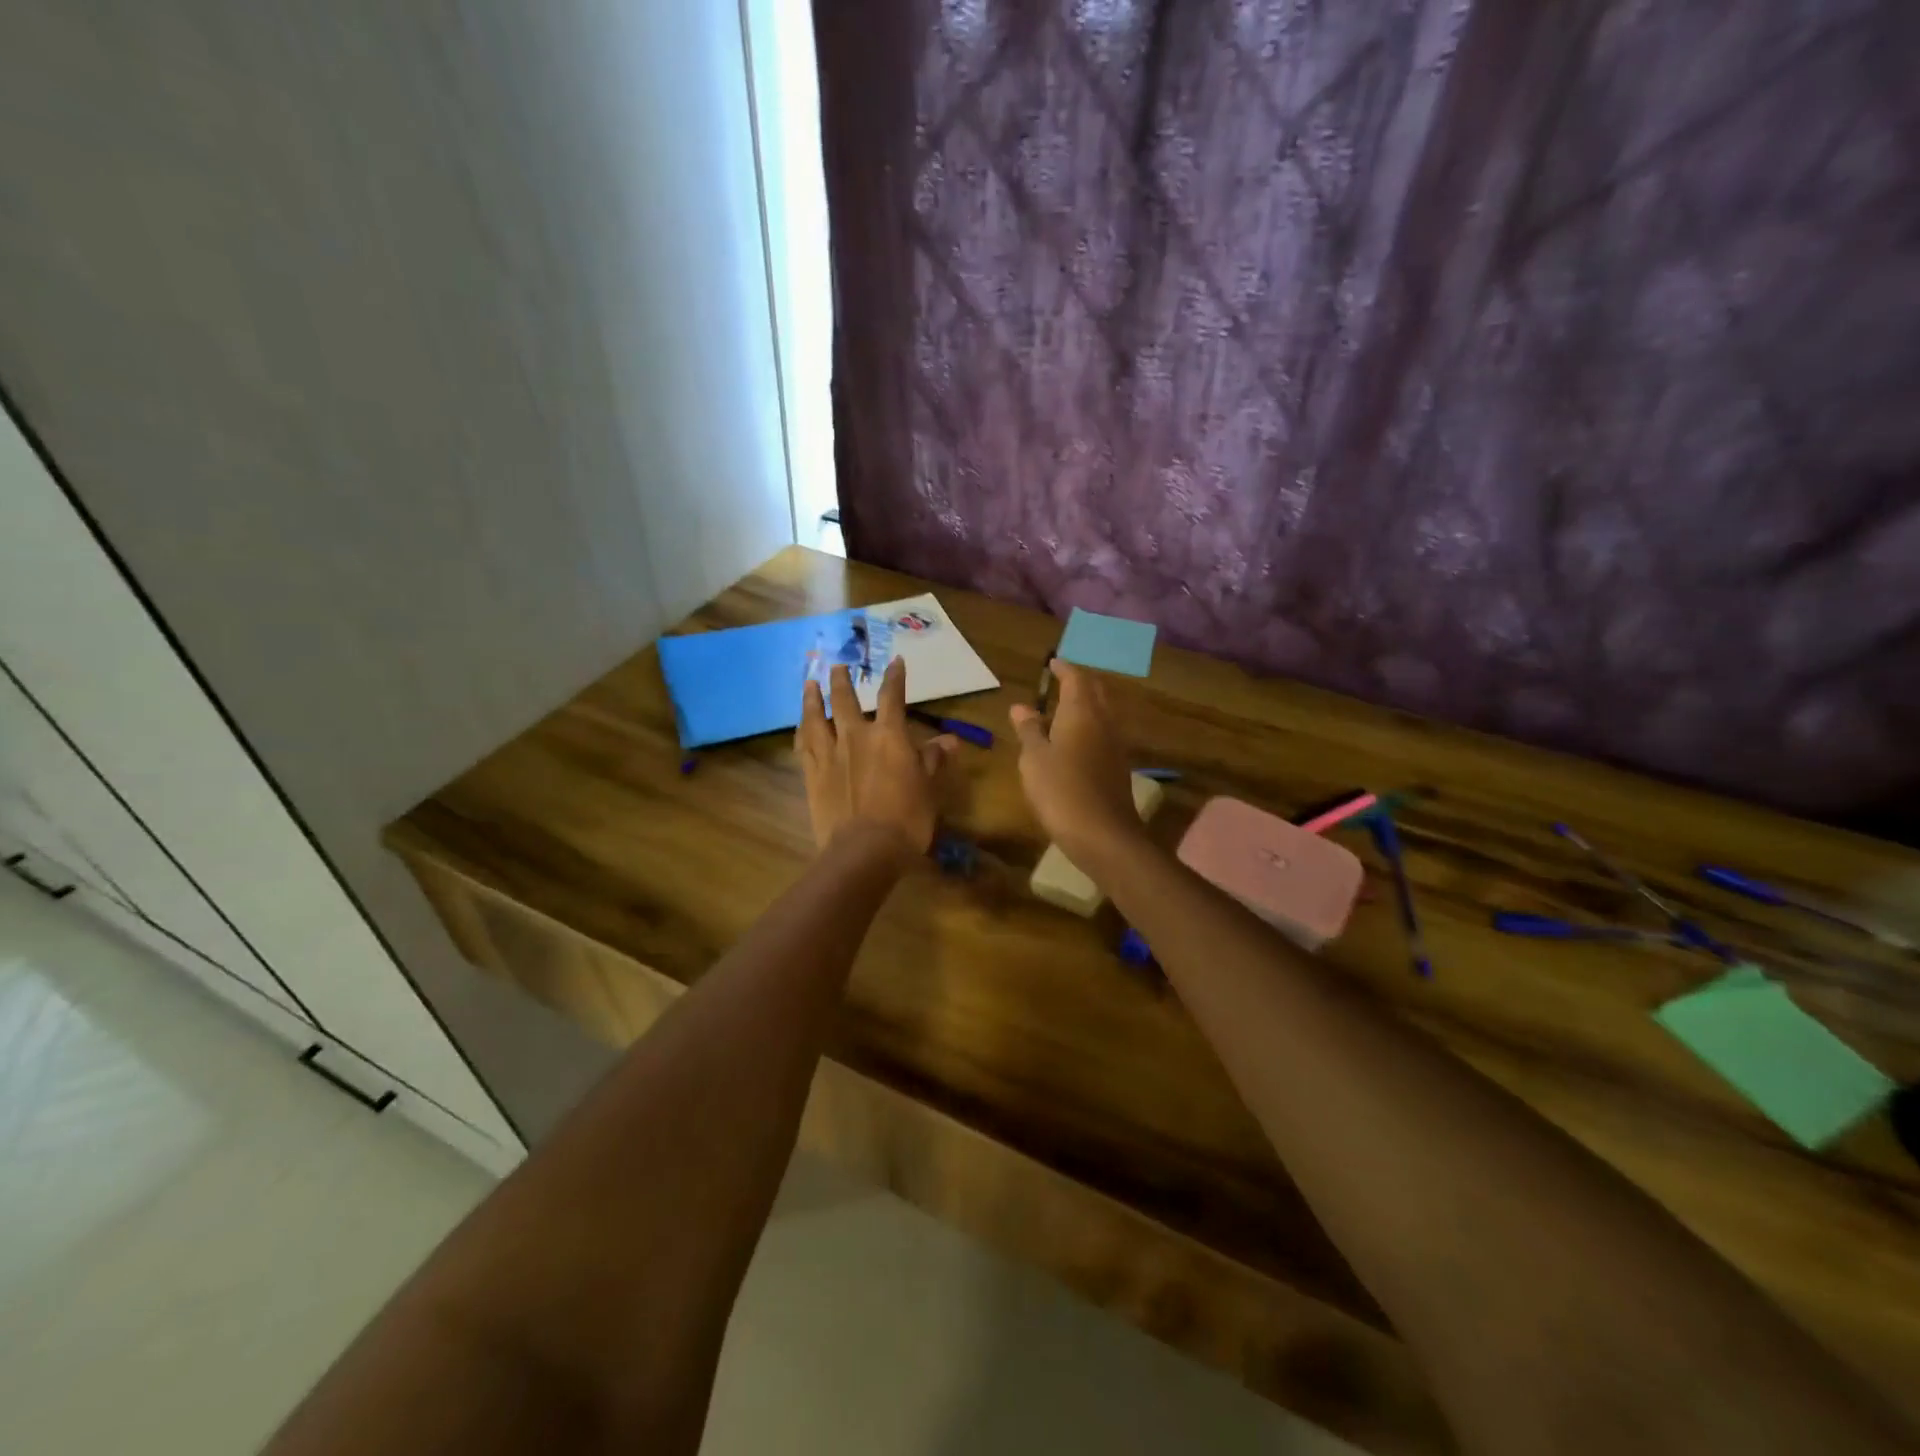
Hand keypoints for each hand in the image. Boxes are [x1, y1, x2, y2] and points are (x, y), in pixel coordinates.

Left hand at [796, 658, 955, 859]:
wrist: (864, 850)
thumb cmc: (907, 819)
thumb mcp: (928, 789)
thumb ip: (934, 760)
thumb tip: (949, 740)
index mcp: (889, 736)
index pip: (892, 697)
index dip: (895, 677)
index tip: (895, 661)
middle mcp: (855, 737)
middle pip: (845, 700)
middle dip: (842, 680)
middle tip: (837, 665)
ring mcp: (830, 755)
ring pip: (816, 717)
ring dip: (813, 698)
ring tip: (810, 683)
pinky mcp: (812, 775)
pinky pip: (803, 745)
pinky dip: (802, 731)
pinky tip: (800, 726)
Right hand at [1009, 660, 1140, 861]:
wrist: (1103, 834)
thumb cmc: (1061, 791)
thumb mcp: (1034, 759)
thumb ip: (1029, 730)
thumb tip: (1021, 706)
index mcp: (1081, 713)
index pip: (1076, 678)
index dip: (1064, 668)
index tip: (1053, 663)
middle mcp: (1103, 722)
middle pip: (1096, 691)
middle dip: (1080, 682)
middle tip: (1061, 680)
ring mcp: (1115, 745)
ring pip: (1103, 712)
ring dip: (1087, 704)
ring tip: (1065, 707)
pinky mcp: (1118, 767)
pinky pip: (1104, 734)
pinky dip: (1090, 727)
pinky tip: (1076, 740)